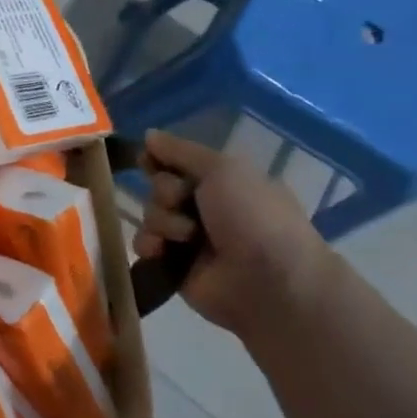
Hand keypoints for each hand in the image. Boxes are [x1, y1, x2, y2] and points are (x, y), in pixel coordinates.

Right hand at [132, 129, 335, 340]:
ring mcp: (190, 238)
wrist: (271, 282)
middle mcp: (206, 207)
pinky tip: (161, 251)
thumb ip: (181, 151)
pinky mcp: (175, 265)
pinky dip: (150, 245)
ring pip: (151, 214)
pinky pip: (145, 245)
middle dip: (165, 192)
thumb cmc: (254, 216)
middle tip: (183, 202)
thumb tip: (148, 135)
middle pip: (159, 186)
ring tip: (186, 237)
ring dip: (162, 221)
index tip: (148, 160)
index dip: (160, 159)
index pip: (178, 162)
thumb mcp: (223, 169)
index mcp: (224, 182)